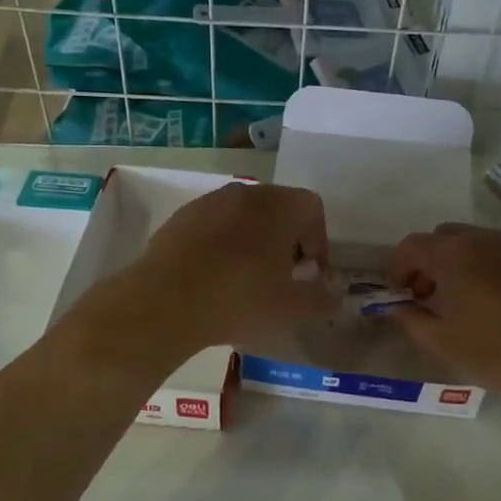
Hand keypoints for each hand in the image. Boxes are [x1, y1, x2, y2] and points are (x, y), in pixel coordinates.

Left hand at [130, 183, 335, 349]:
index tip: (310, 275)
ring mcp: (208, 202)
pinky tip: (213, 280)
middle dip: (286, 241)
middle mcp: (245, 192)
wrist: (164, 302)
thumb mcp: (291, 309)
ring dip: (253, 243)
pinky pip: (213, 227)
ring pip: (244, 217)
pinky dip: (221, 246)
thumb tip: (335, 298)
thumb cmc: (240, 299)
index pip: (312, 208)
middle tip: (282, 279)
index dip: (318, 242)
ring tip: (246, 282)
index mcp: (279, 205)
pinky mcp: (179, 219)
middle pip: (278, 209)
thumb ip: (322, 300)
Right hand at [388, 223, 500, 408]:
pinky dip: (493, 270)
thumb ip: (411, 319)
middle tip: (429, 296)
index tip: (399, 295)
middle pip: (445, 237)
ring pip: (478, 243)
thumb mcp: (442, 342)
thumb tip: (397, 307)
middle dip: (429, 262)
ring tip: (466, 302)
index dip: (398, 268)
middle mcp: (485, 239)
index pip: (412, 246)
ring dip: (462, 264)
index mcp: (454, 254)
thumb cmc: (497, 352)